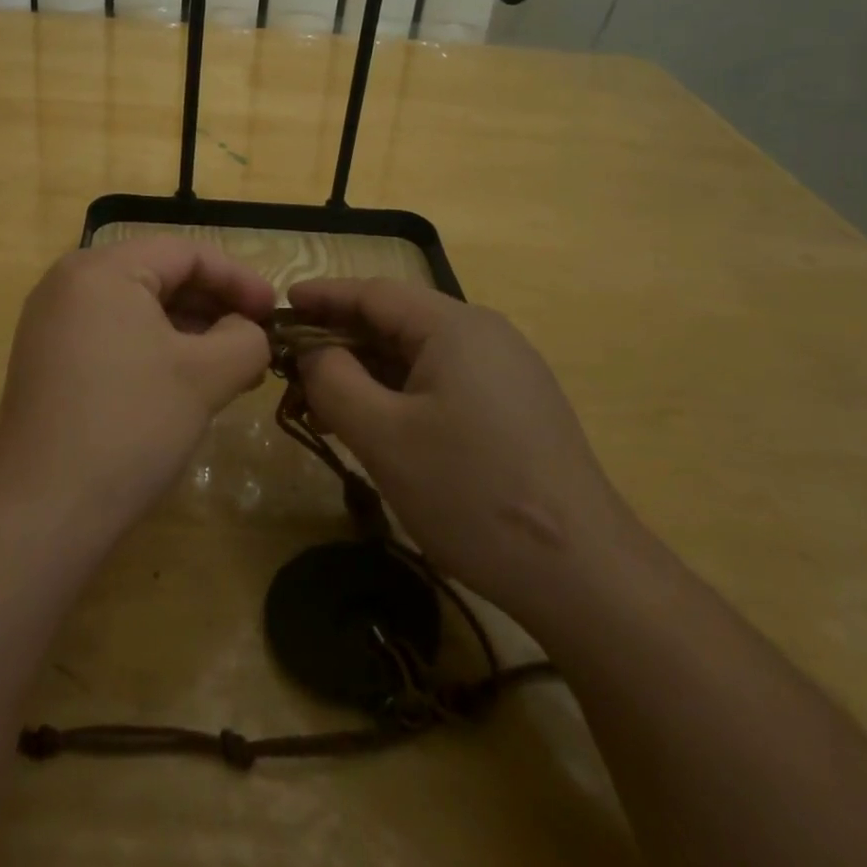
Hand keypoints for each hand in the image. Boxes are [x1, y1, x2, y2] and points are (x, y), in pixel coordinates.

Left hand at [0, 238, 275, 538]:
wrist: (44, 511)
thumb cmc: (131, 425)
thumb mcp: (205, 375)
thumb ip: (246, 338)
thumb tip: (249, 331)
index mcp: (102, 269)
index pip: (185, 253)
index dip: (238, 278)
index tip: (275, 312)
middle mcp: (69, 283)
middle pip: (160, 275)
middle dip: (215, 306)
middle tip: (257, 340)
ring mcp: (53, 323)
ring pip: (138, 308)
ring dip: (190, 331)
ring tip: (233, 366)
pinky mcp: (48, 360)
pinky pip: (115, 334)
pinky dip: (157, 349)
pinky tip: (188, 381)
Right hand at [287, 278, 635, 624]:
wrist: (584, 574)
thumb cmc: (471, 493)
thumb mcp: (383, 436)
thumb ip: (334, 380)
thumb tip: (314, 351)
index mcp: (455, 326)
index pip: (374, 293)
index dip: (324, 296)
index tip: (282, 306)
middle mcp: (485, 334)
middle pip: (397, 321)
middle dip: (342, 340)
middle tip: (295, 369)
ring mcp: (507, 372)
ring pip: (420, 355)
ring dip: (370, 372)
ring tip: (327, 403)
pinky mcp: (517, 408)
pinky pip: (444, 382)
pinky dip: (402, 393)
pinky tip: (379, 425)